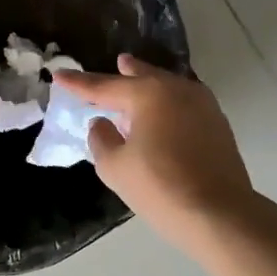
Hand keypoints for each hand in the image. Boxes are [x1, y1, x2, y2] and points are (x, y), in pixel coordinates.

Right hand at [52, 55, 256, 249]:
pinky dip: (168, 105)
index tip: (58, 75)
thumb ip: (101, 139)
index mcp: (148, 94)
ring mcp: (203, 105)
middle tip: (117, 62)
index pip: (105, 86)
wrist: (219, 213)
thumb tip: (102, 123)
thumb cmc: (160, 187)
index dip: (78, 83)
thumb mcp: (115, 167)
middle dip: (126, 72)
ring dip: (150, 86)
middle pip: (144, 77)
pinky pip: (184, 104)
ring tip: (139, 85)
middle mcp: (178, 89)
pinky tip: (162, 115)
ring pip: (168, 88)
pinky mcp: (218, 125)